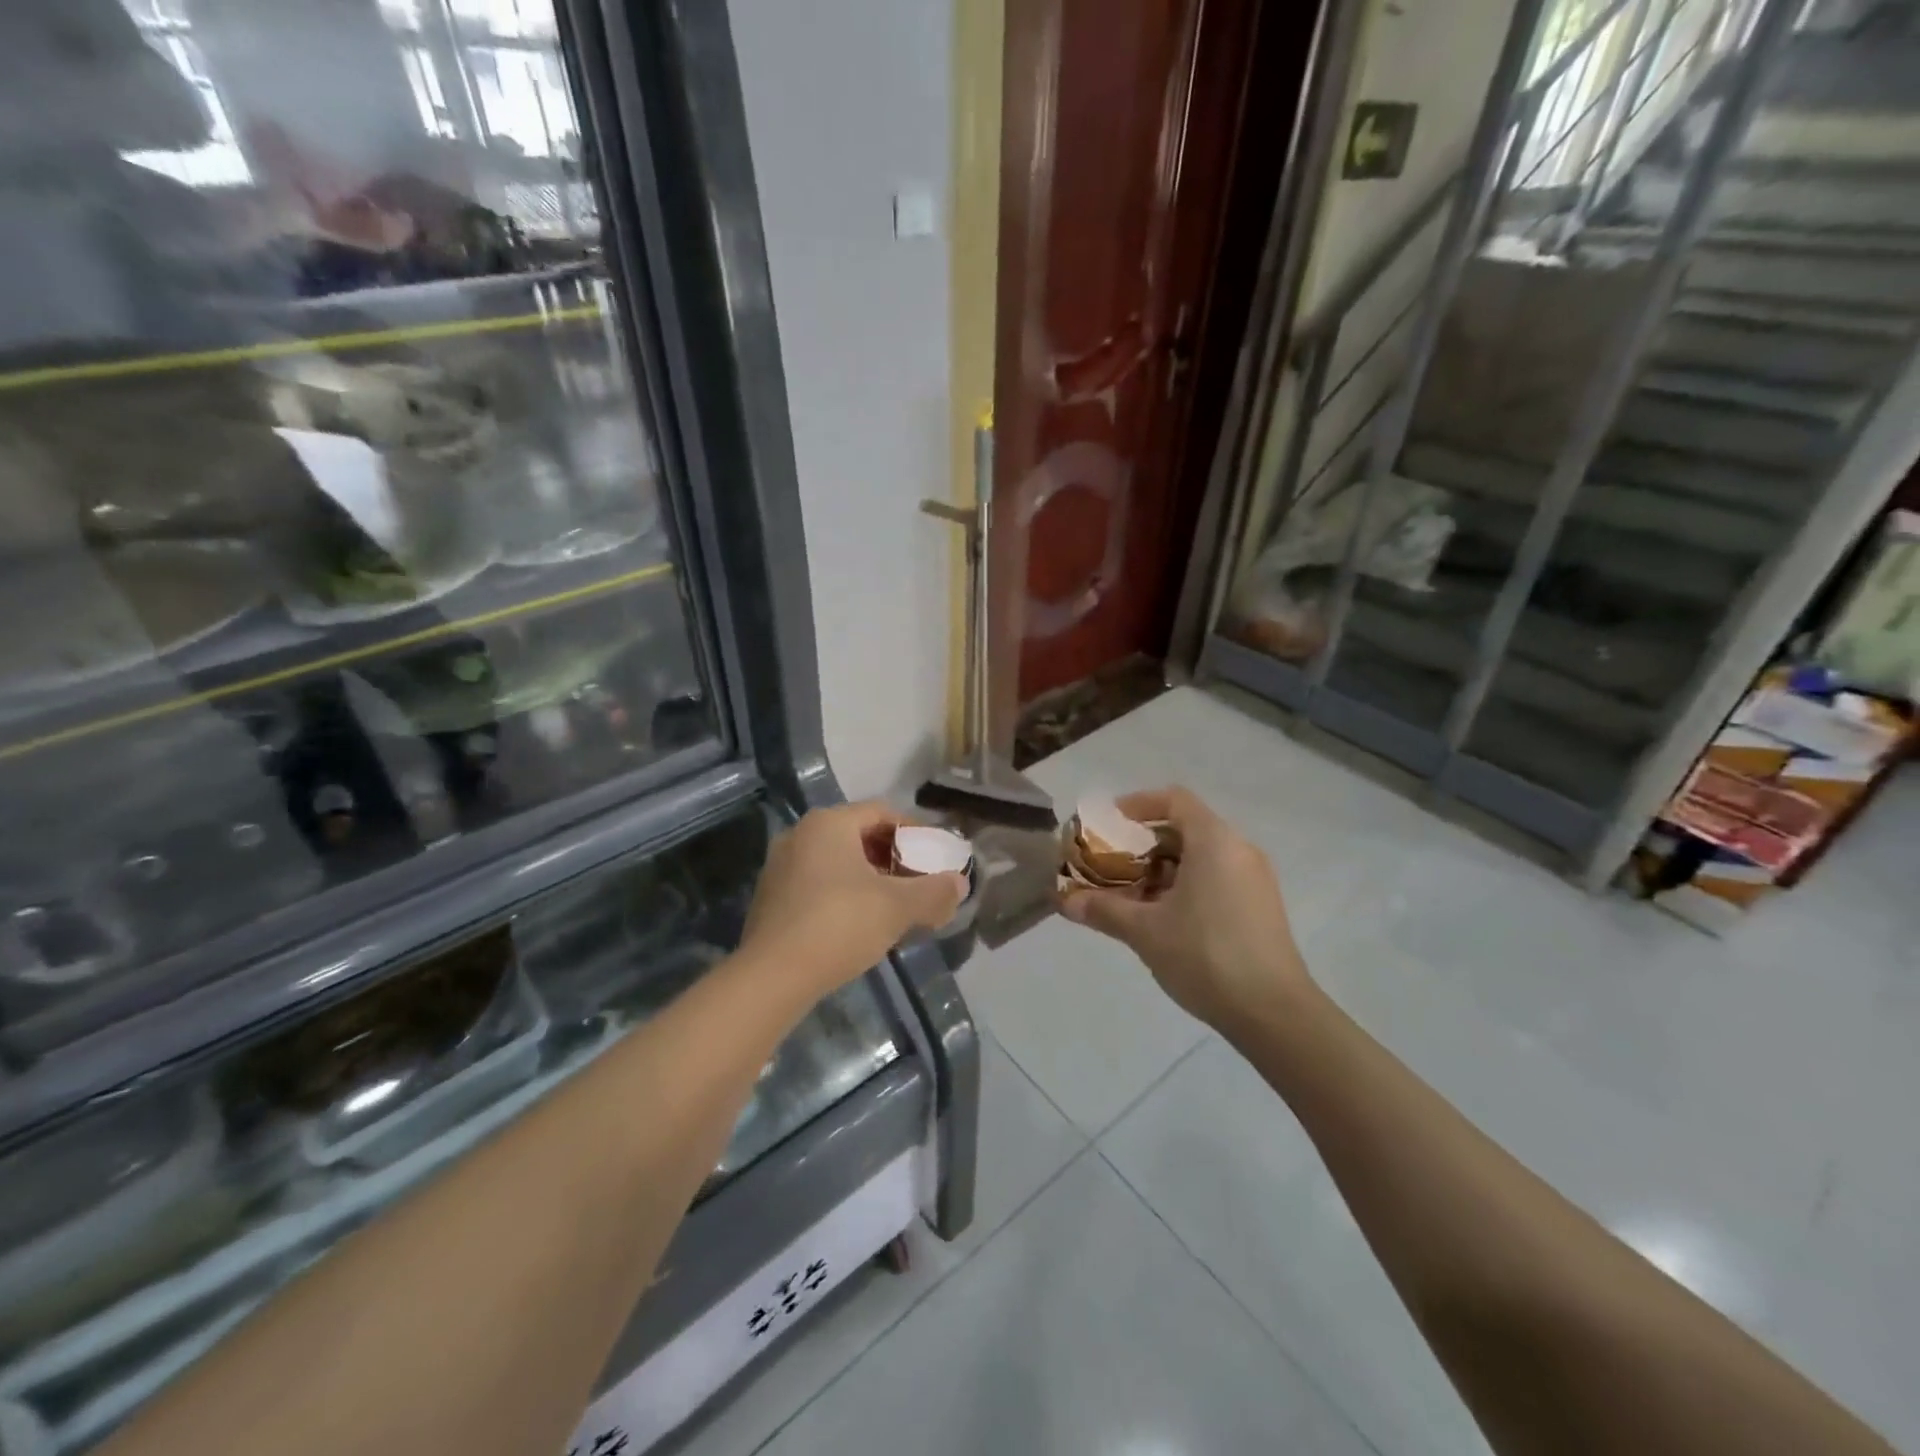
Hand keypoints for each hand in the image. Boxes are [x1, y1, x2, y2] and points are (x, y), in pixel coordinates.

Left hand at [741, 801, 967, 998]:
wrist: (773, 976)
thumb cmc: (840, 925)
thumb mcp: (898, 907)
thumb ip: (934, 891)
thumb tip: (960, 883)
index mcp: (829, 823)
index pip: (882, 812)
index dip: (915, 831)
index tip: (936, 856)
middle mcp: (800, 834)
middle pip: (859, 836)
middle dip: (894, 857)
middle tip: (919, 882)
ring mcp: (780, 866)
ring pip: (838, 862)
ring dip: (870, 878)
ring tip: (896, 905)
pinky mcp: (771, 898)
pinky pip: (817, 883)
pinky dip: (844, 894)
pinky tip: (861, 923)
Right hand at [1059, 787, 1312, 1031]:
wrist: (1274, 1014)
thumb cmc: (1206, 956)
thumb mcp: (1145, 931)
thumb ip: (1104, 909)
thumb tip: (1064, 902)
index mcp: (1214, 841)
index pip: (1174, 799)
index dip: (1137, 804)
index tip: (1107, 824)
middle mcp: (1239, 850)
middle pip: (1185, 827)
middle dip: (1143, 842)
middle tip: (1110, 864)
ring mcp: (1254, 879)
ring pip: (1200, 855)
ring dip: (1162, 867)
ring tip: (1130, 894)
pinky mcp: (1260, 906)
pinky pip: (1216, 877)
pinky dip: (1185, 884)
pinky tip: (1163, 917)